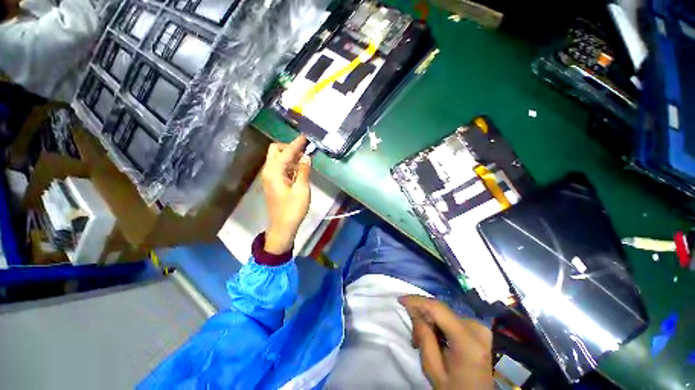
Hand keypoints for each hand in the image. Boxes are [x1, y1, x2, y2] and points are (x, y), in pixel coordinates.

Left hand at [261, 135, 311, 253]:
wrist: (282, 226)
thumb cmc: (293, 209)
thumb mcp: (302, 189)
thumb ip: (303, 171)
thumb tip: (306, 156)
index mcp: (274, 172)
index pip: (286, 152)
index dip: (296, 143)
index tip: (305, 136)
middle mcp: (268, 171)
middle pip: (275, 151)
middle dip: (289, 147)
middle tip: (304, 150)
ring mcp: (269, 177)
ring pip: (277, 159)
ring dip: (290, 156)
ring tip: (304, 158)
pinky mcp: (273, 183)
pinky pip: (279, 167)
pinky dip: (288, 164)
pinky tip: (299, 168)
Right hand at [399, 295, 493, 389]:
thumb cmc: (453, 389)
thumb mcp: (433, 369)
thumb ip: (423, 336)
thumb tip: (413, 309)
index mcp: (468, 341)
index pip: (438, 309)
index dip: (417, 301)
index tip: (400, 300)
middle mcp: (476, 328)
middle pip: (441, 312)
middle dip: (422, 317)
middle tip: (413, 335)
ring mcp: (479, 327)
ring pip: (444, 314)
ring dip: (429, 322)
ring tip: (421, 340)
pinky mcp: (478, 329)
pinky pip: (451, 319)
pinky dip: (439, 325)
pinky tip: (434, 338)